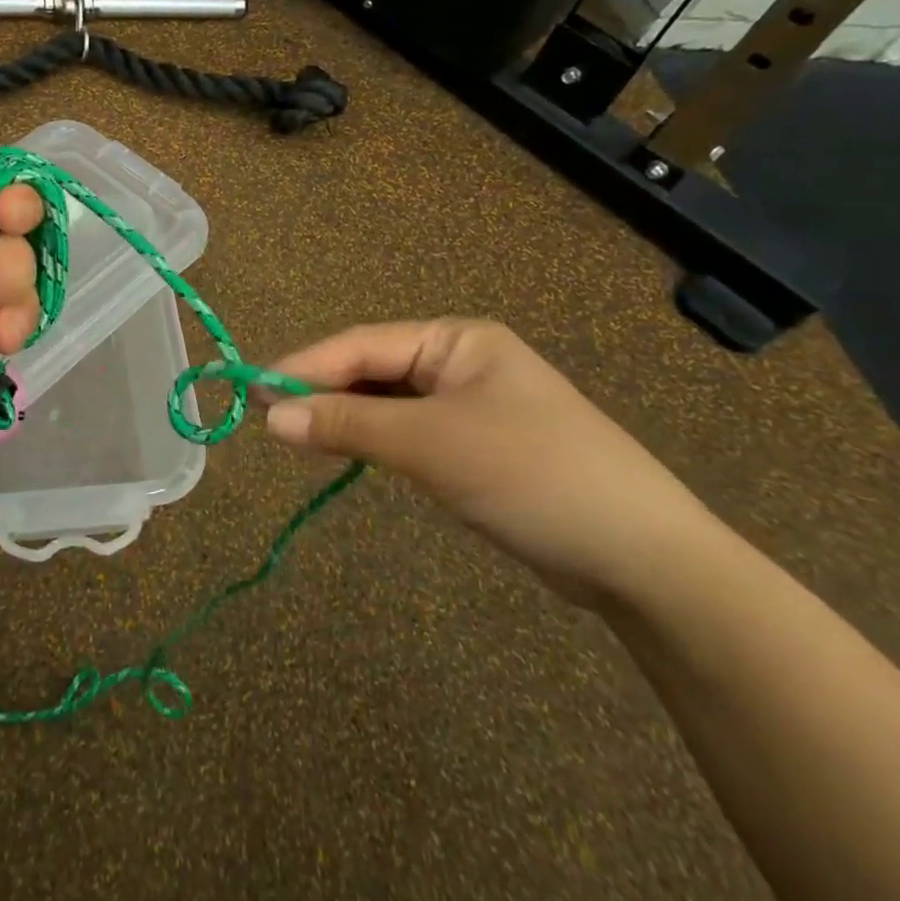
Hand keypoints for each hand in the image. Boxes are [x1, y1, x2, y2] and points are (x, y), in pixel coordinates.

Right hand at [262, 320, 719, 606]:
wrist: (645, 561)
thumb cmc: (532, 475)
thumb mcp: (430, 445)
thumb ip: (347, 426)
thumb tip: (269, 417)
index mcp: (456, 339)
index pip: (362, 344)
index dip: (305, 367)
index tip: (254, 392)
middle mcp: (461, 361)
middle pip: (372, 369)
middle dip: (322, 392)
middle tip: (267, 419)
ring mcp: (471, 405)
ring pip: (387, 402)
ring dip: (345, 418)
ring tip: (295, 436)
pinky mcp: (477, 446)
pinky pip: (409, 431)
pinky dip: (375, 441)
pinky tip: (348, 453)